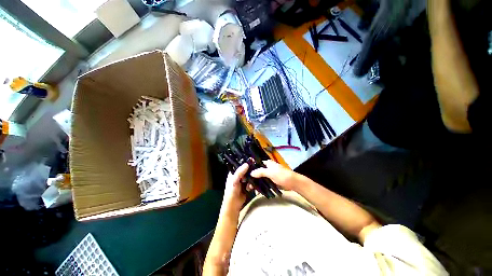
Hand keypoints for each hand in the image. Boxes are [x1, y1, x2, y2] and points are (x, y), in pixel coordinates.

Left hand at [220, 163, 250, 215]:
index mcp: (234, 172)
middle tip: (256, 171)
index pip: (240, 164)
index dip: (246, 162)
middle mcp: (239, 175)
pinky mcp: (247, 186)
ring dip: (252, 179)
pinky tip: (251, 188)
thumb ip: (240, 172)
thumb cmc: (231, 192)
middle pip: (247, 169)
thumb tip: (247, 164)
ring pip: (251, 176)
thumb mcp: (234, 181)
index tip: (253, 160)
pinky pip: (252, 182)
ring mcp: (243, 180)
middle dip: (251, 171)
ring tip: (250, 184)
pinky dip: (253, 185)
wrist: (233, 206)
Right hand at [250, 160, 297, 190]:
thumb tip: (251, 173)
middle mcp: (266, 168)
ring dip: (255, 183)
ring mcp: (268, 175)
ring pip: (259, 178)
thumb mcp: (270, 172)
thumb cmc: (281, 175)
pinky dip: (260, 187)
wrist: (293, 183)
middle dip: (251, 178)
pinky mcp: (270, 181)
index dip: (250, 168)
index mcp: (267, 163)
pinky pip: (263, 183)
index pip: (256, 164)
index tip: (244, 173)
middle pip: (257, 172)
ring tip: (250, 189)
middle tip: (246, 184)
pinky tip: (256, 191)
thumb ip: (260, 172)